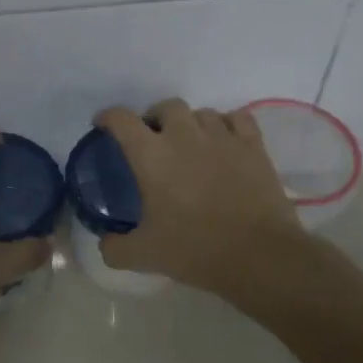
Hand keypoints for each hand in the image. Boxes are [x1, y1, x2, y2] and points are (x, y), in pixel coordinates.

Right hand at [94, 99, 309, 296]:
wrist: (259, 256)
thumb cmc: (195, 250)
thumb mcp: (143, 255)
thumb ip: (115, 247)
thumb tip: (105, 243)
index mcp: (151, 155)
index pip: (122, 119)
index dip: (108, 117)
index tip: (103, 125)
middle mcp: (184, 136)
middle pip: (166, 106)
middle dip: (155, 118)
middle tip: (153, 140)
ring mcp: (223, 137)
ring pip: (202, 112)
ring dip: (191, 123)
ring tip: (190, 144)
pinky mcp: (254, 146)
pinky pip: (238, 119)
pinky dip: (227, 124)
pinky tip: (225, 141)